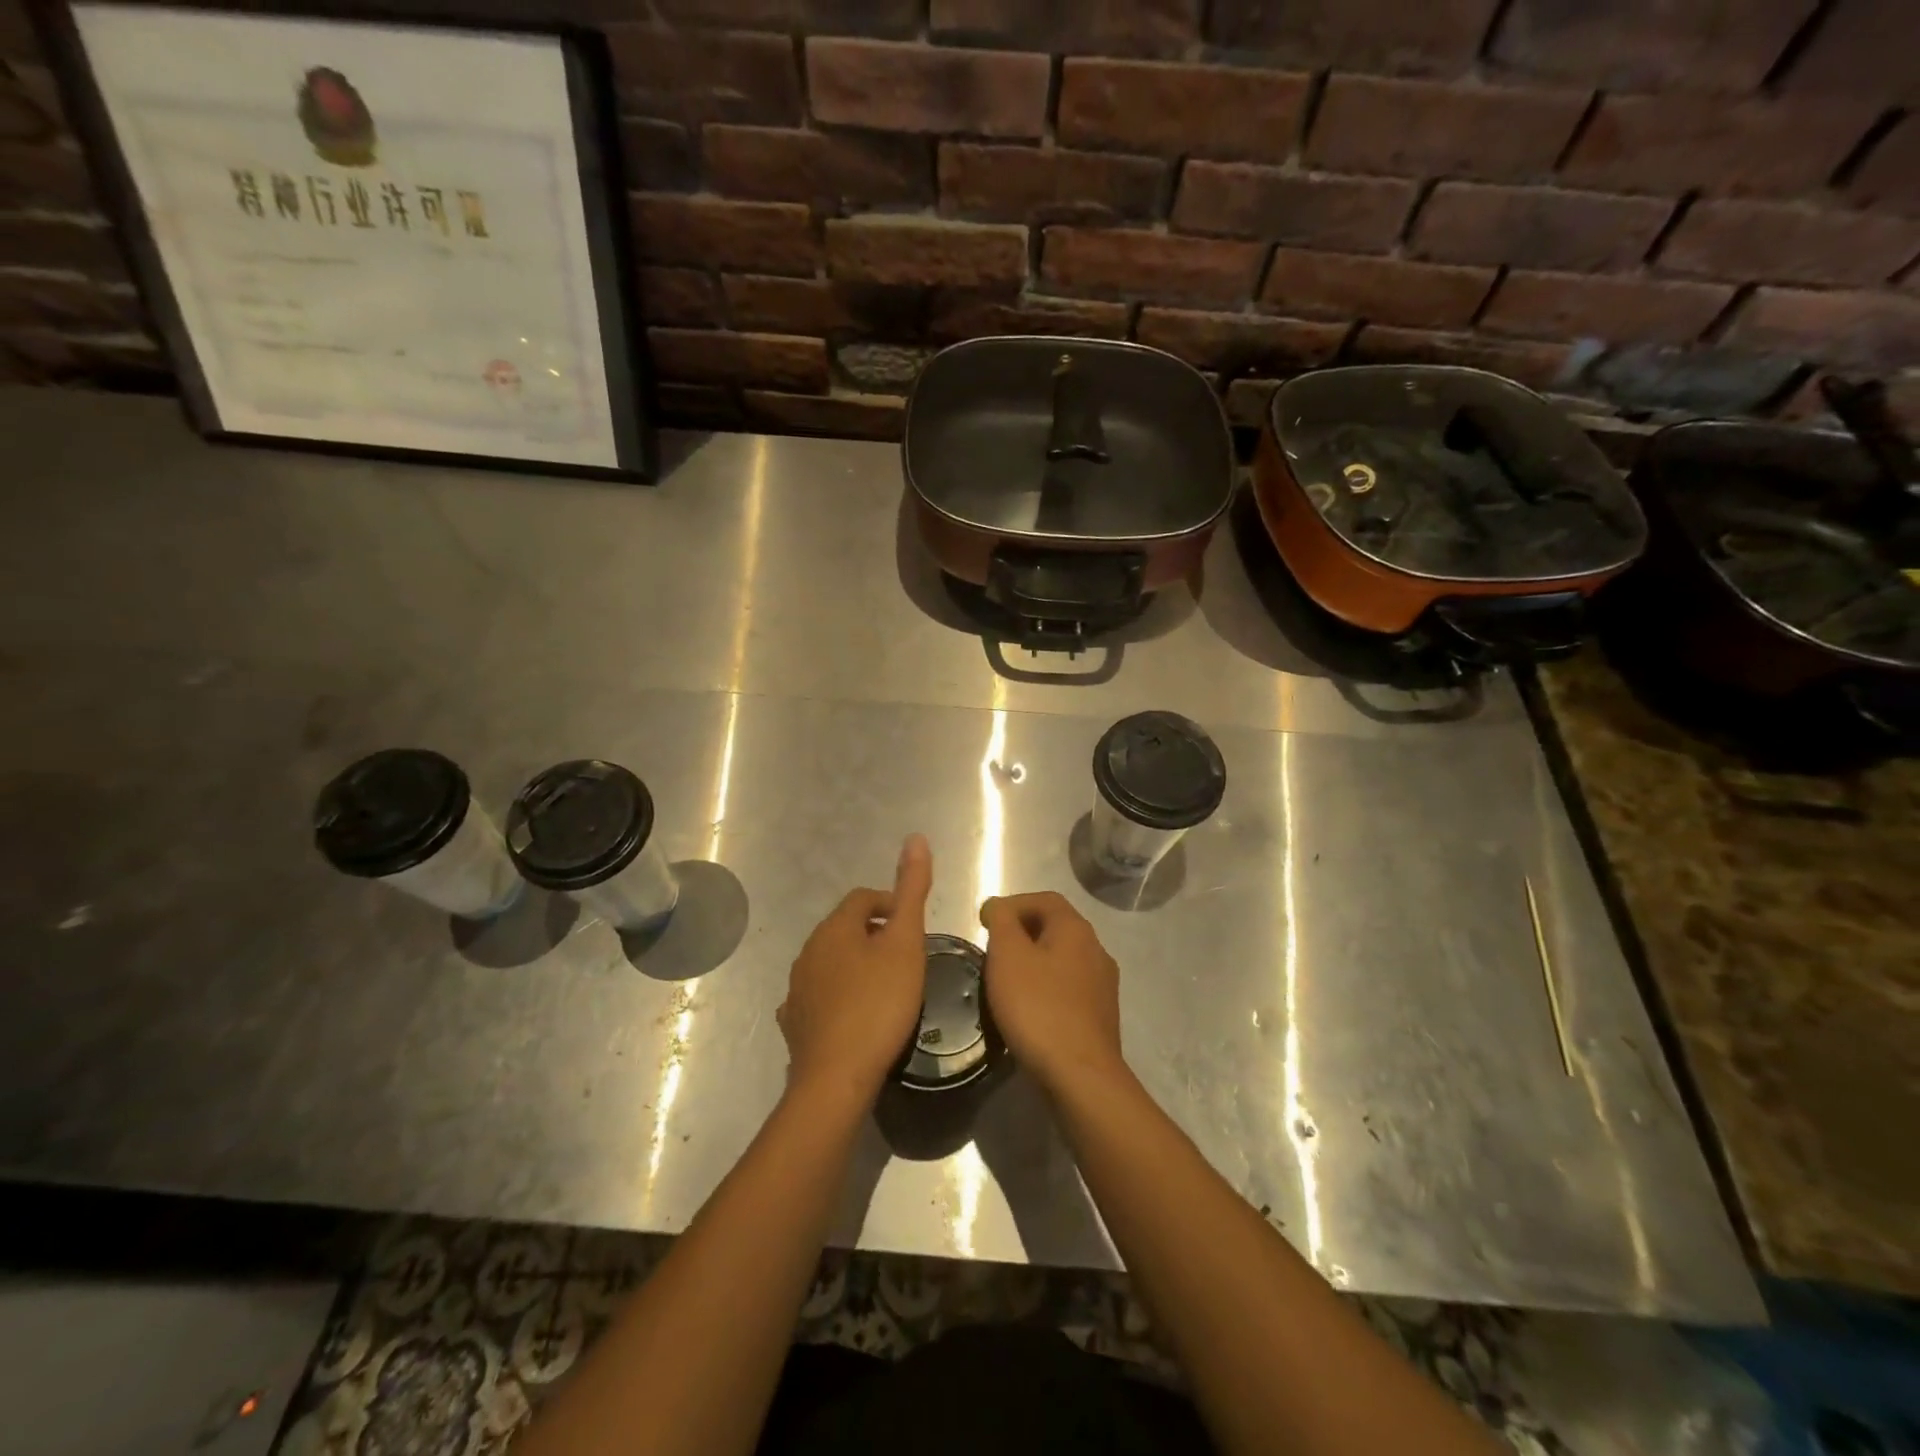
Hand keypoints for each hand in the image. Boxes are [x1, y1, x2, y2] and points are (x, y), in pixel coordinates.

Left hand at [778, 835, 932, 1108]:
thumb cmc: (879, 1004)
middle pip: (845, 928)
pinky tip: (852, 1015)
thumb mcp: (906, 943)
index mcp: (835, 928)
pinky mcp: (794, 1022)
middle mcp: (809, 950)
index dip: (890, 905)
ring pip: (830, 962)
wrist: (836, 1077)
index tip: (913, 928)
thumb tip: (915, 837)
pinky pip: (817, 996)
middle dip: (874, 935)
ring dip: (855, 965)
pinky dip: (836, 996)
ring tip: (884, 987)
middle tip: (905, 958)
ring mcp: (797, 988)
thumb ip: (911, 891)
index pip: (863, 898)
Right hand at [979, 892, 1124, 1096]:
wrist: (1080, 1075)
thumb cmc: (1038, 1007)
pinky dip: (1046, 988)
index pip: (1044, 899)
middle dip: (1022, 932)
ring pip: (1062, 959)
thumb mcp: (1007, 955)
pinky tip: (1028, 1009)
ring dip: (1034, 962)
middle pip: (1055, 927)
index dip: (1013, 904)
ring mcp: (1103, 985)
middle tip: (992, 951)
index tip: (985, 922)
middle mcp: (1096, 949)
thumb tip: (998, 907)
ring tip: (1006, 981)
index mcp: (1076, 929)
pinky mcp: (1100, 1016)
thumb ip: (1001, 921)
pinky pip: (1068, 989)